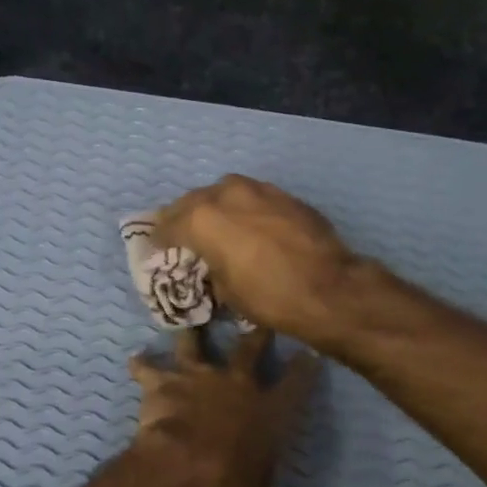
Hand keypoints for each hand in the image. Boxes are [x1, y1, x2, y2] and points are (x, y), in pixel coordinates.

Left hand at [126, 328, 320, 486]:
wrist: (186, 467)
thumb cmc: (232, 484)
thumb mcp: (257, 486)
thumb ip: (259, 478)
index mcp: (267, 410)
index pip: (294, 383)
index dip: (303, 368)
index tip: (308, 353)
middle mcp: (236, 383)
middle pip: (249, 349)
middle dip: (256, 333)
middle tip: (258, 321)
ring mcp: (198, 377)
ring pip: (194, 344)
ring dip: (191, 334)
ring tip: (188, 323)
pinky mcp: (163, 382)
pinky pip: (148, 368)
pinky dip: (141, 364)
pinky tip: (135, 359)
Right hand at [155, 175, 361, 345]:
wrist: (329, 288)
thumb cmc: (269, 297)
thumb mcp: (225, 290)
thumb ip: (208, 266)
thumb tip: (209, 263)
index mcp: (201, 218)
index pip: (167, 225)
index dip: (158, 240)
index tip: (156, 250)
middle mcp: (225, 193)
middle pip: (191, 201)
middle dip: (182, 218)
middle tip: (179, 235)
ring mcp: (257, 189)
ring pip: (222, 192)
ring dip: (213, 207)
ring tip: (213, 226)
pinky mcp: (283, 195)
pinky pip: (251, 197)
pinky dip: (241, 209)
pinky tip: (246, 226)